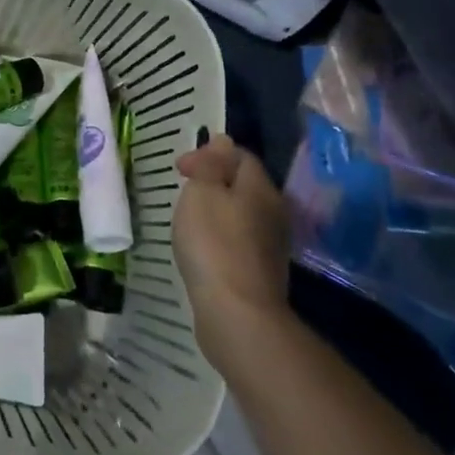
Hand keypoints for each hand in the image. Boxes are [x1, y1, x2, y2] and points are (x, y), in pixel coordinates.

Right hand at [174, 135, 292, 364]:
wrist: (237, 314)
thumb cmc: (214, 243)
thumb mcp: (203, 191)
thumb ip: (211, 164)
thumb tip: (222, 141)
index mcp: (260, 188)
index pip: (240, 155)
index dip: (209, 153)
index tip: (180, 169)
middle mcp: (274, 211)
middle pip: (244, 184)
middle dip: (214, 181)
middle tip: (184, 190)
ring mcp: (272, 244)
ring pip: (243, 213)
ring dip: (218, 210)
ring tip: (190, 219)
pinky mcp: (262, 271)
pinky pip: (240, 240)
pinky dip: (222, 236)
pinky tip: (204, 249)